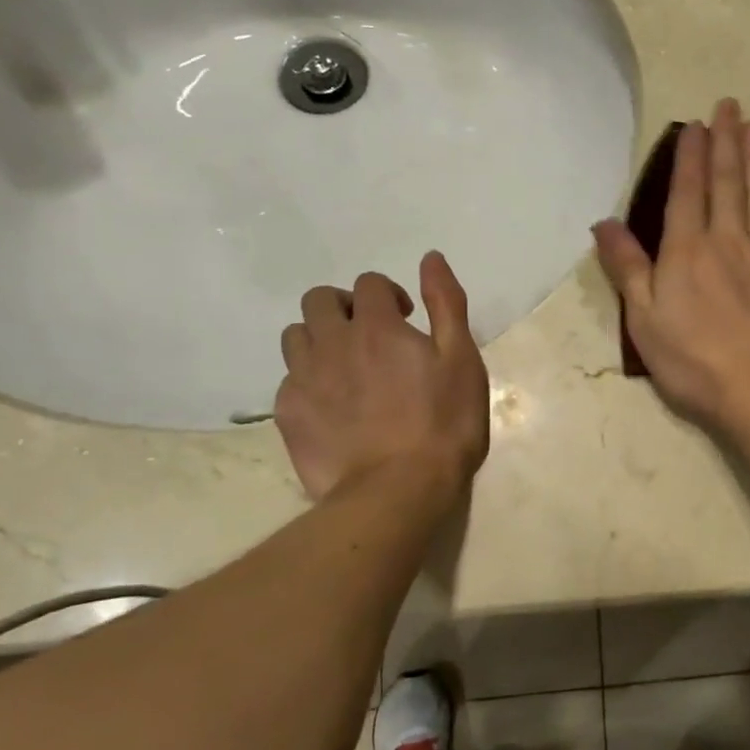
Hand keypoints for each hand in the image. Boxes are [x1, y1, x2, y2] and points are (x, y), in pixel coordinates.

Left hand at [275, 252, 490, 499]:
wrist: (397, 492)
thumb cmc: (444, 425)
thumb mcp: (462, 360)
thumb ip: (446, 304)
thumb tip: (430, 258)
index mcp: (376, 326)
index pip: (369, 284)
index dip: (388, 295)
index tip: (407, 320)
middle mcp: (332, 343)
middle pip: (319, 300)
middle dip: (344, 307)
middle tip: (370, 336)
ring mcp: (304, 379)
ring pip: (295, 336)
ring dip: (319, 339)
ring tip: (345, 367)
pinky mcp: (288, 415)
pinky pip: (288, 380)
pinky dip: (307, 381)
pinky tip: (331, 406)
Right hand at [594, 97, 749, 426]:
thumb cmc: (691, 359)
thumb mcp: (643, 318)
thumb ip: (627, 267)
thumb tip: (604, 222)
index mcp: (686, 249)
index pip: (687, 190)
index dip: (690, 155)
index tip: (696, 124)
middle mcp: (727, 239)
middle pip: (727, 181)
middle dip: (726, 140)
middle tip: (730, 106)